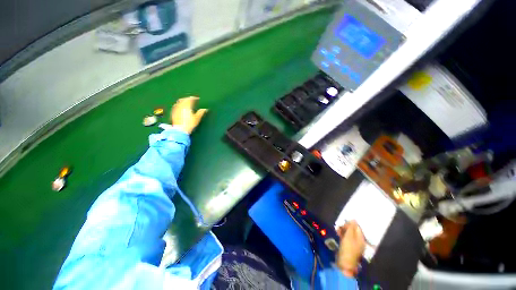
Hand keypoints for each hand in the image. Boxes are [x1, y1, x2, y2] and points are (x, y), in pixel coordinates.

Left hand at [170, 97, 207, 133]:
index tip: (197, 98)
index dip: (194, 98)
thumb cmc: (190, 124)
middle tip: (192, 99)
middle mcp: (180, 106)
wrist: (180, 130)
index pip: (190, 99)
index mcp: (187, 106)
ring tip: (186, 102)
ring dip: (183, 101)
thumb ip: (201, 112)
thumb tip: (205, 109)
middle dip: (188, 99)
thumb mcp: (197, 118)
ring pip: (179, 102)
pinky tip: (180, 107)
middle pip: (184, 99)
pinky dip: (179, 104)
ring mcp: (176, 109)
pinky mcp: (173, 113)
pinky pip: (176, 106)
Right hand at [336, 221, 365, 276]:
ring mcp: (354, 244)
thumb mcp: (349, 236)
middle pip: (353, 230)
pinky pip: (346, 237)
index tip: (344, 221)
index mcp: (361, 238)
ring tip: (337, 229)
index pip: (357, 227)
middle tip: (340, 225)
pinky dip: (342, 234)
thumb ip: (351, 227)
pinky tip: (338, 233)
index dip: (351, 223)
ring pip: (349, 233)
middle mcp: (359, 241)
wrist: (344, 263)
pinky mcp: (348, 246)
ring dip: (343, 230)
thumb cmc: (348, 248)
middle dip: (346, 226)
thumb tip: (354, 219)